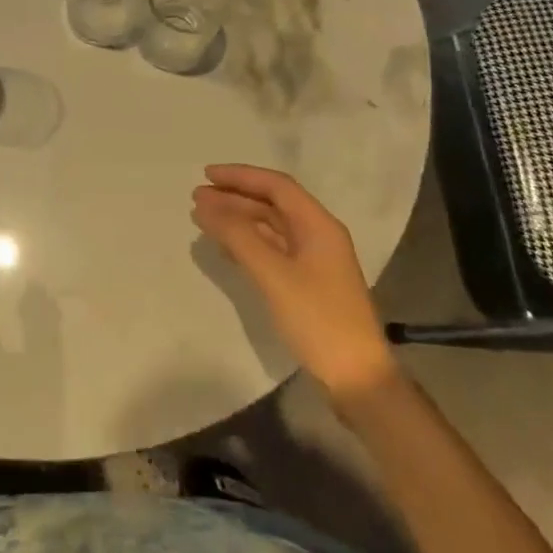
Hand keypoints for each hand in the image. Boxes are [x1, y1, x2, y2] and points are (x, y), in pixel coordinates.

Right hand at [191, 164, 396, 402]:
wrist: (356, 376)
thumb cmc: (317, 318)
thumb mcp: (273, 274)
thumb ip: (238, 236)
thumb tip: (205, 206)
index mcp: (318, 225)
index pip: (277, 186)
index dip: (241, 176)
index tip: (206, 175)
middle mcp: (317, 235)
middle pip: (272, 205)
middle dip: (235, 197)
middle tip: (197, 198)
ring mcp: (313, 261)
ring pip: (270, 228)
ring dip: (238, 219)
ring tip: (203, 218)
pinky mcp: (305, 283)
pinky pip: (271, 250)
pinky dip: (246, 243)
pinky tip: (224, 247)